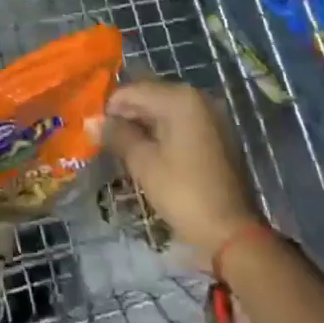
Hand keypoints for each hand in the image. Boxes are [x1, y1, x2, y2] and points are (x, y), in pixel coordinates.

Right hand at [102, 81, 258, 254]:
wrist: (232, 232)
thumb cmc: (183, 192)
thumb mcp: (143, 163)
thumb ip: (116, 135)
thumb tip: (91, 122)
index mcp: (180, 99)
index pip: (133, 91)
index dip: (110, 107)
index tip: (95, 127)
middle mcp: (197, 98)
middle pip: (150, 96)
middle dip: (126, 114)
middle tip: (105, 137)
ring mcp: (210, 116)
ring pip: (165, 109)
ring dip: (143, 123)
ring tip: (122, 145)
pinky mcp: (217, 134)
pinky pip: (181, 122)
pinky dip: (162, 131)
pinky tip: (147, 150)